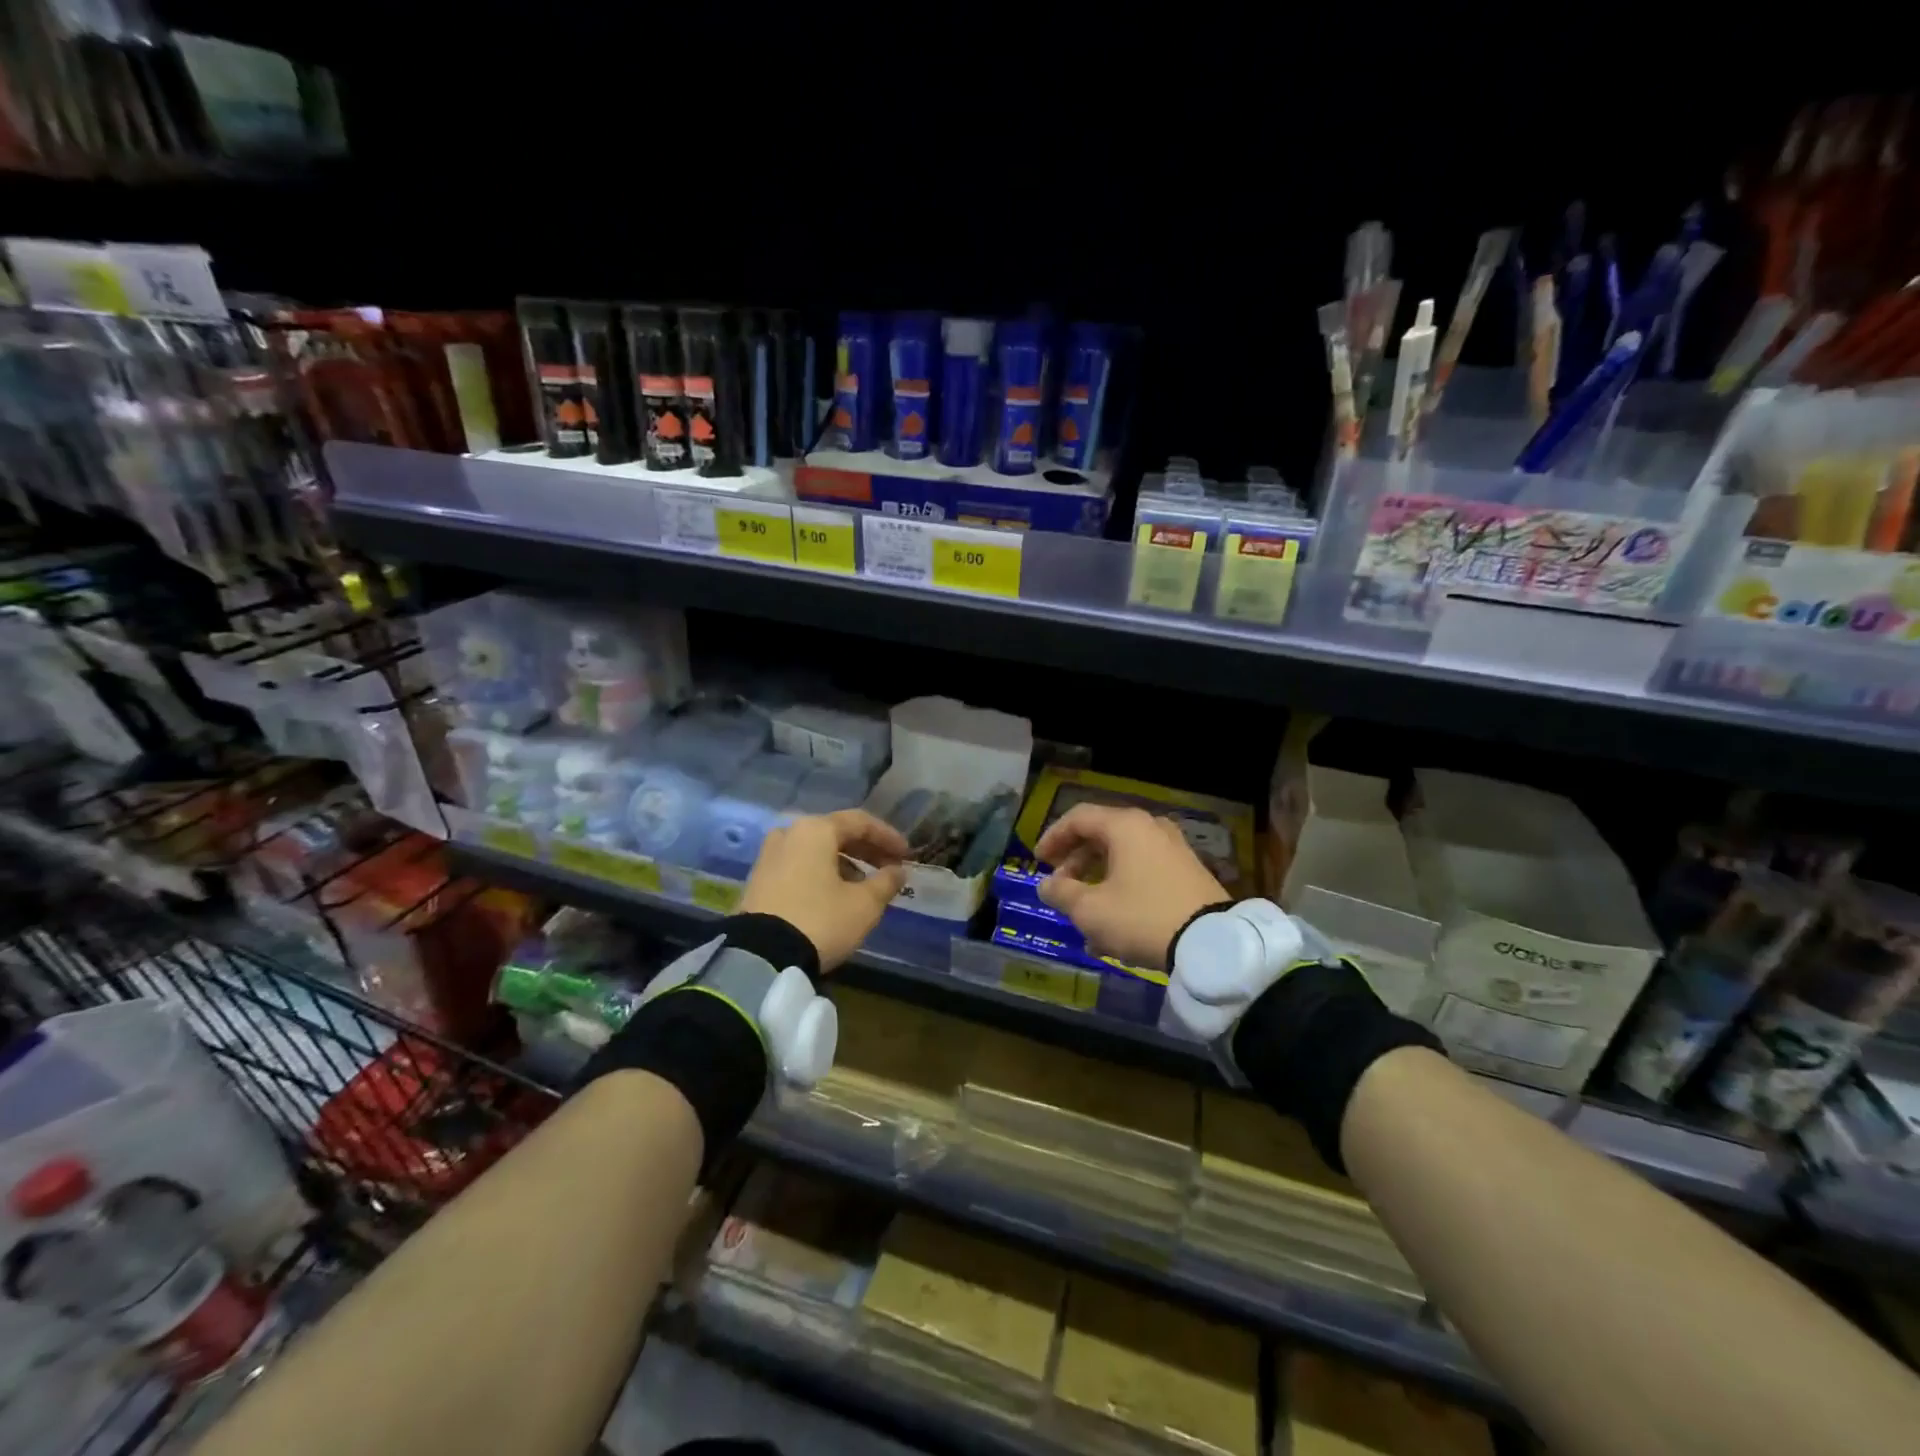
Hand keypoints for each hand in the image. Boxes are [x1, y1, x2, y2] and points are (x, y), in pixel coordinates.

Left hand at [740, 810, 909, 971]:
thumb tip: (898, 871)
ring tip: (864, 886)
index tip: (907, 854)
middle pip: (835, 833)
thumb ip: (886, 882)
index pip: (860, 822)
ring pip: (815, 851)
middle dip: (866, 850)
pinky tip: (835, 895)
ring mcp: (769, 856)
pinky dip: (821, 874)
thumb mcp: (864, 905)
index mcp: (815, 830)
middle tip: (889, 868)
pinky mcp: (758, 880)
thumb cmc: (820, 920)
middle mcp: (789, 833)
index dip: (888, 836)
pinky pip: (798, 866)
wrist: (760, 957)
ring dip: (844, 863)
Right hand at [1036, 805, 1228, 969]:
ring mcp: (1173, 849)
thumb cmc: (1141, 917)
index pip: (1078, 818)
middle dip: (1075, 863)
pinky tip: (1113, 926)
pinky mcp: (1188, 872)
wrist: (1212, 943)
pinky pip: (1144, 872)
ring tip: (1083, 916)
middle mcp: (1150, 828)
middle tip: (1059, 887)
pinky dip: (1122, 889)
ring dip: (1097, 881)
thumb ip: (1061, 893)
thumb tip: (1046, 885)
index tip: (1038, 861)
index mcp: (1125, 826)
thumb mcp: (1091, 910)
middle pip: (1101, 836)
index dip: (1053, 837)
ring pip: (1123, 858)